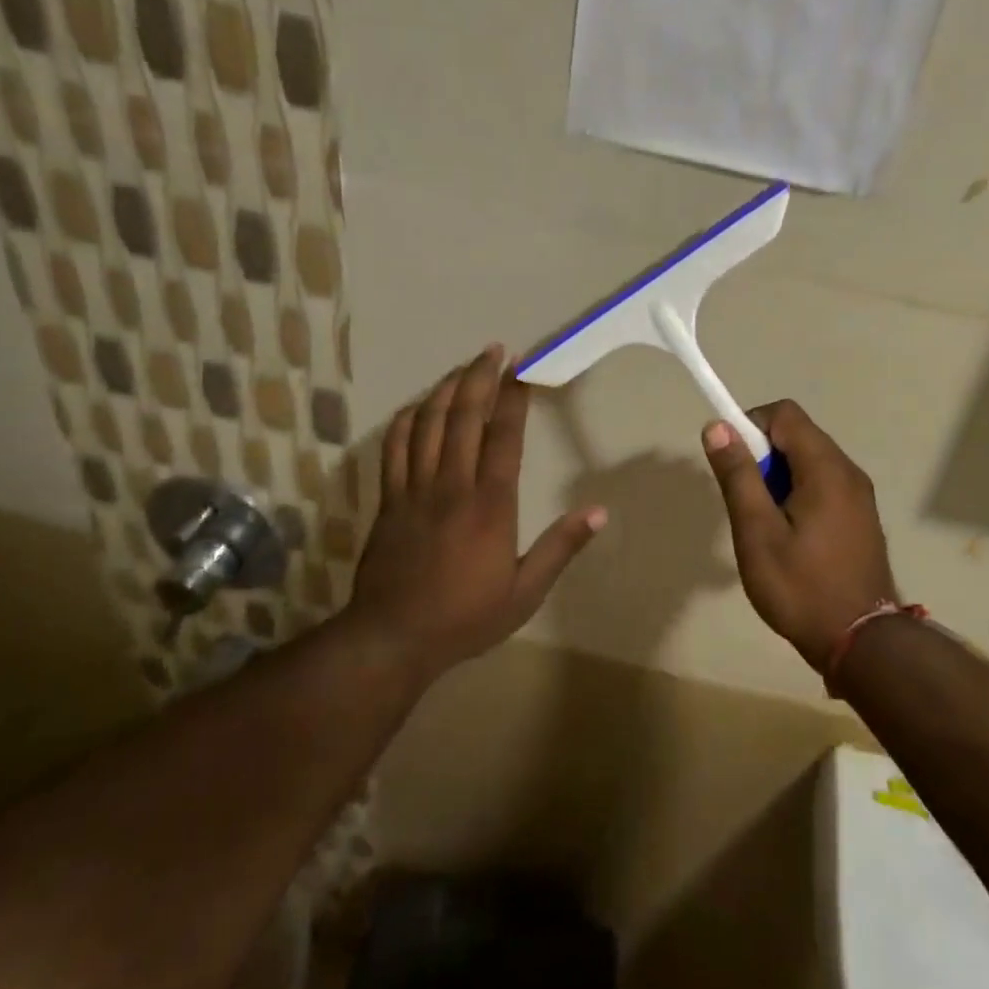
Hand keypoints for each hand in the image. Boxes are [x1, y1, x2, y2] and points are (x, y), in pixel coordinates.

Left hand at [347, 346, 606, 678]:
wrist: (393, 638)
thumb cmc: (466, 617)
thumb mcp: (525, 592)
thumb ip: (561, 548)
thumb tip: (599, 512)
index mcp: (490, 504)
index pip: (504, 436)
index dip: (513, 397)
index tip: (522, 369)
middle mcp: (452, 485)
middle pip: (463, 416)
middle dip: (479, 377)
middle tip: (493, 350)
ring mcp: (414, 489)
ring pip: (427, 423)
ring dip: (445, 389)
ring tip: (462, 368)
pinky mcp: (388, 500)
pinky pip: (394, 447)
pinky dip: (405, 419)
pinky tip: (416, 406)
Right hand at [701, 401, 895, 672]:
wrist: (861, 643)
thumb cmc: (801, 587)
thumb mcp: (757, 532)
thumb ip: (738, 475)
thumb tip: (717, 426)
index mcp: (825, 468)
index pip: (784, 414)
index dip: (750, 426)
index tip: (732, 464)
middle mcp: (848, 472)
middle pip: (798, 436)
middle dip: (763, 456)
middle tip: (746, 503)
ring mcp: (859, 495)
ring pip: (809, 462)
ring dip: (778, 477)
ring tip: (764, 524)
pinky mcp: (860, 517)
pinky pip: (823, 485)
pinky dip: (798, 494)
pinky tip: (789, 537)